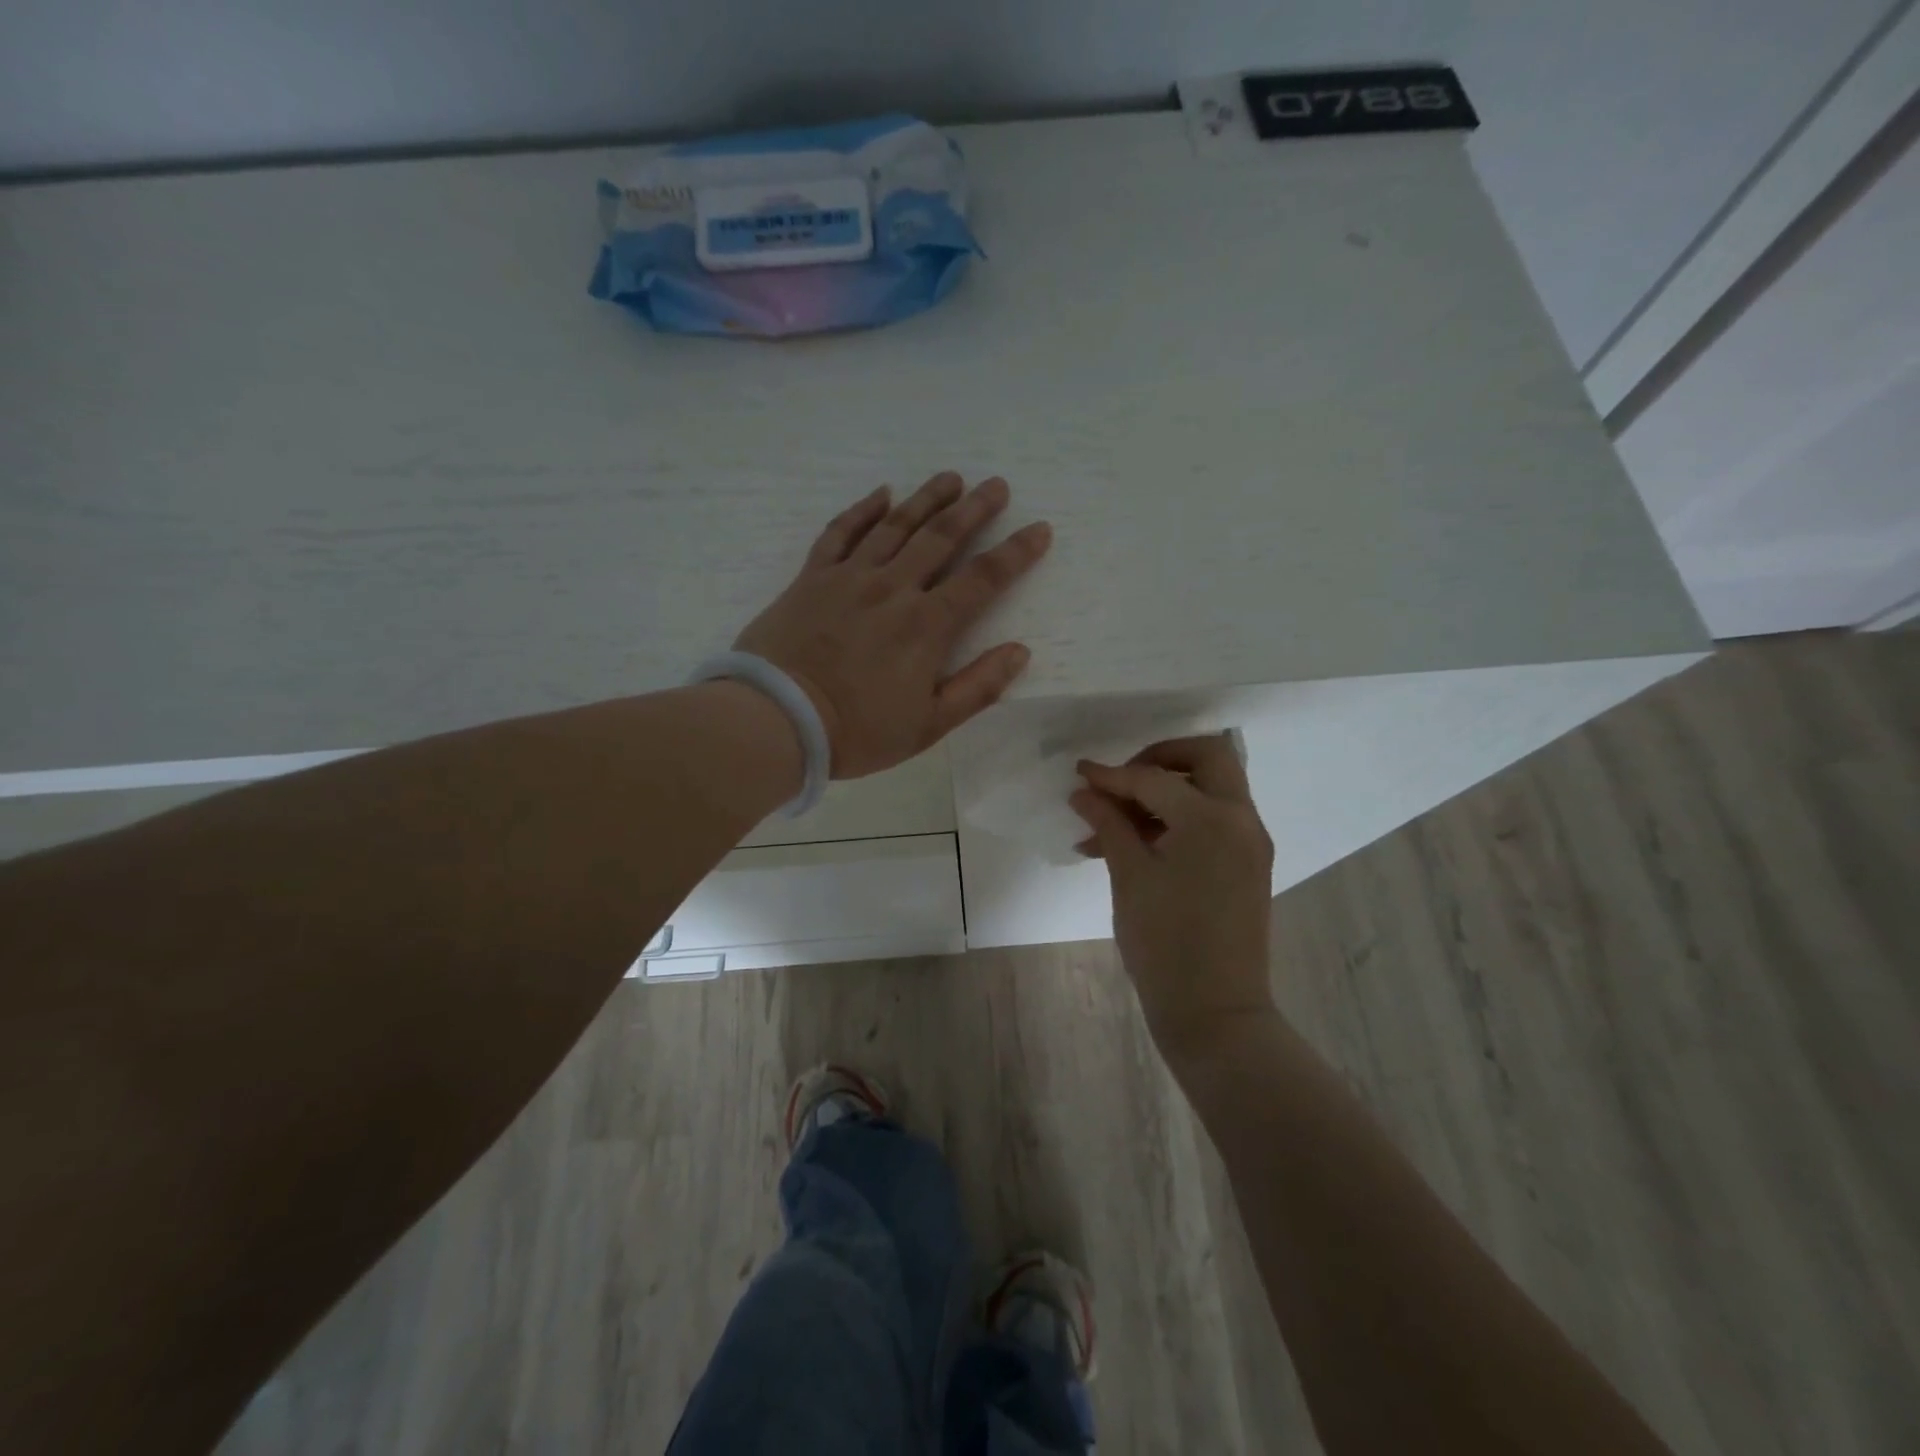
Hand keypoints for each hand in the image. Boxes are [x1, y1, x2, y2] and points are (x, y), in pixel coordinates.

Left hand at [733, 472, 1052, 778]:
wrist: (778, 719)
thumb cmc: (858, 731)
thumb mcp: (929, 724)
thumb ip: (978, 687)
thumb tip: (1020, 651)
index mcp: (926, 625)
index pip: (982, 579)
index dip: (1016, 553)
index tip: (1039, 529)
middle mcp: (893, 589)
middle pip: (941, 538)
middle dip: (974, 509)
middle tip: (996, 485)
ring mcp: (849, 578)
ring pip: (895, 526)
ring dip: (927, 498)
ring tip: (951, 478)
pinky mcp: (812, 578)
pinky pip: (840, 533)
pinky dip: (862, 510)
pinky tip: (881, 493)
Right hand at [1071, 735, 1277, 1064]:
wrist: (1214, 1013)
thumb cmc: (1164, 944)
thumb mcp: (1129, 877)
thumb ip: (1109, 824)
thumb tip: (1085, 791)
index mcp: (1212, 819)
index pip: (1155, 779)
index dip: (1112, 776)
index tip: (1079, 774)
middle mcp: (1242, 820)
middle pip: (1206, 758)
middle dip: (1160, 759)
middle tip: (1122, 780)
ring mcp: (1250, 842)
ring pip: (1211, 789)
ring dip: (1166, 792)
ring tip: (1113, 824)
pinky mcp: (1249, 864)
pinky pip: (1214, 820)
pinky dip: (1180, 818)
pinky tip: (1135, 842)